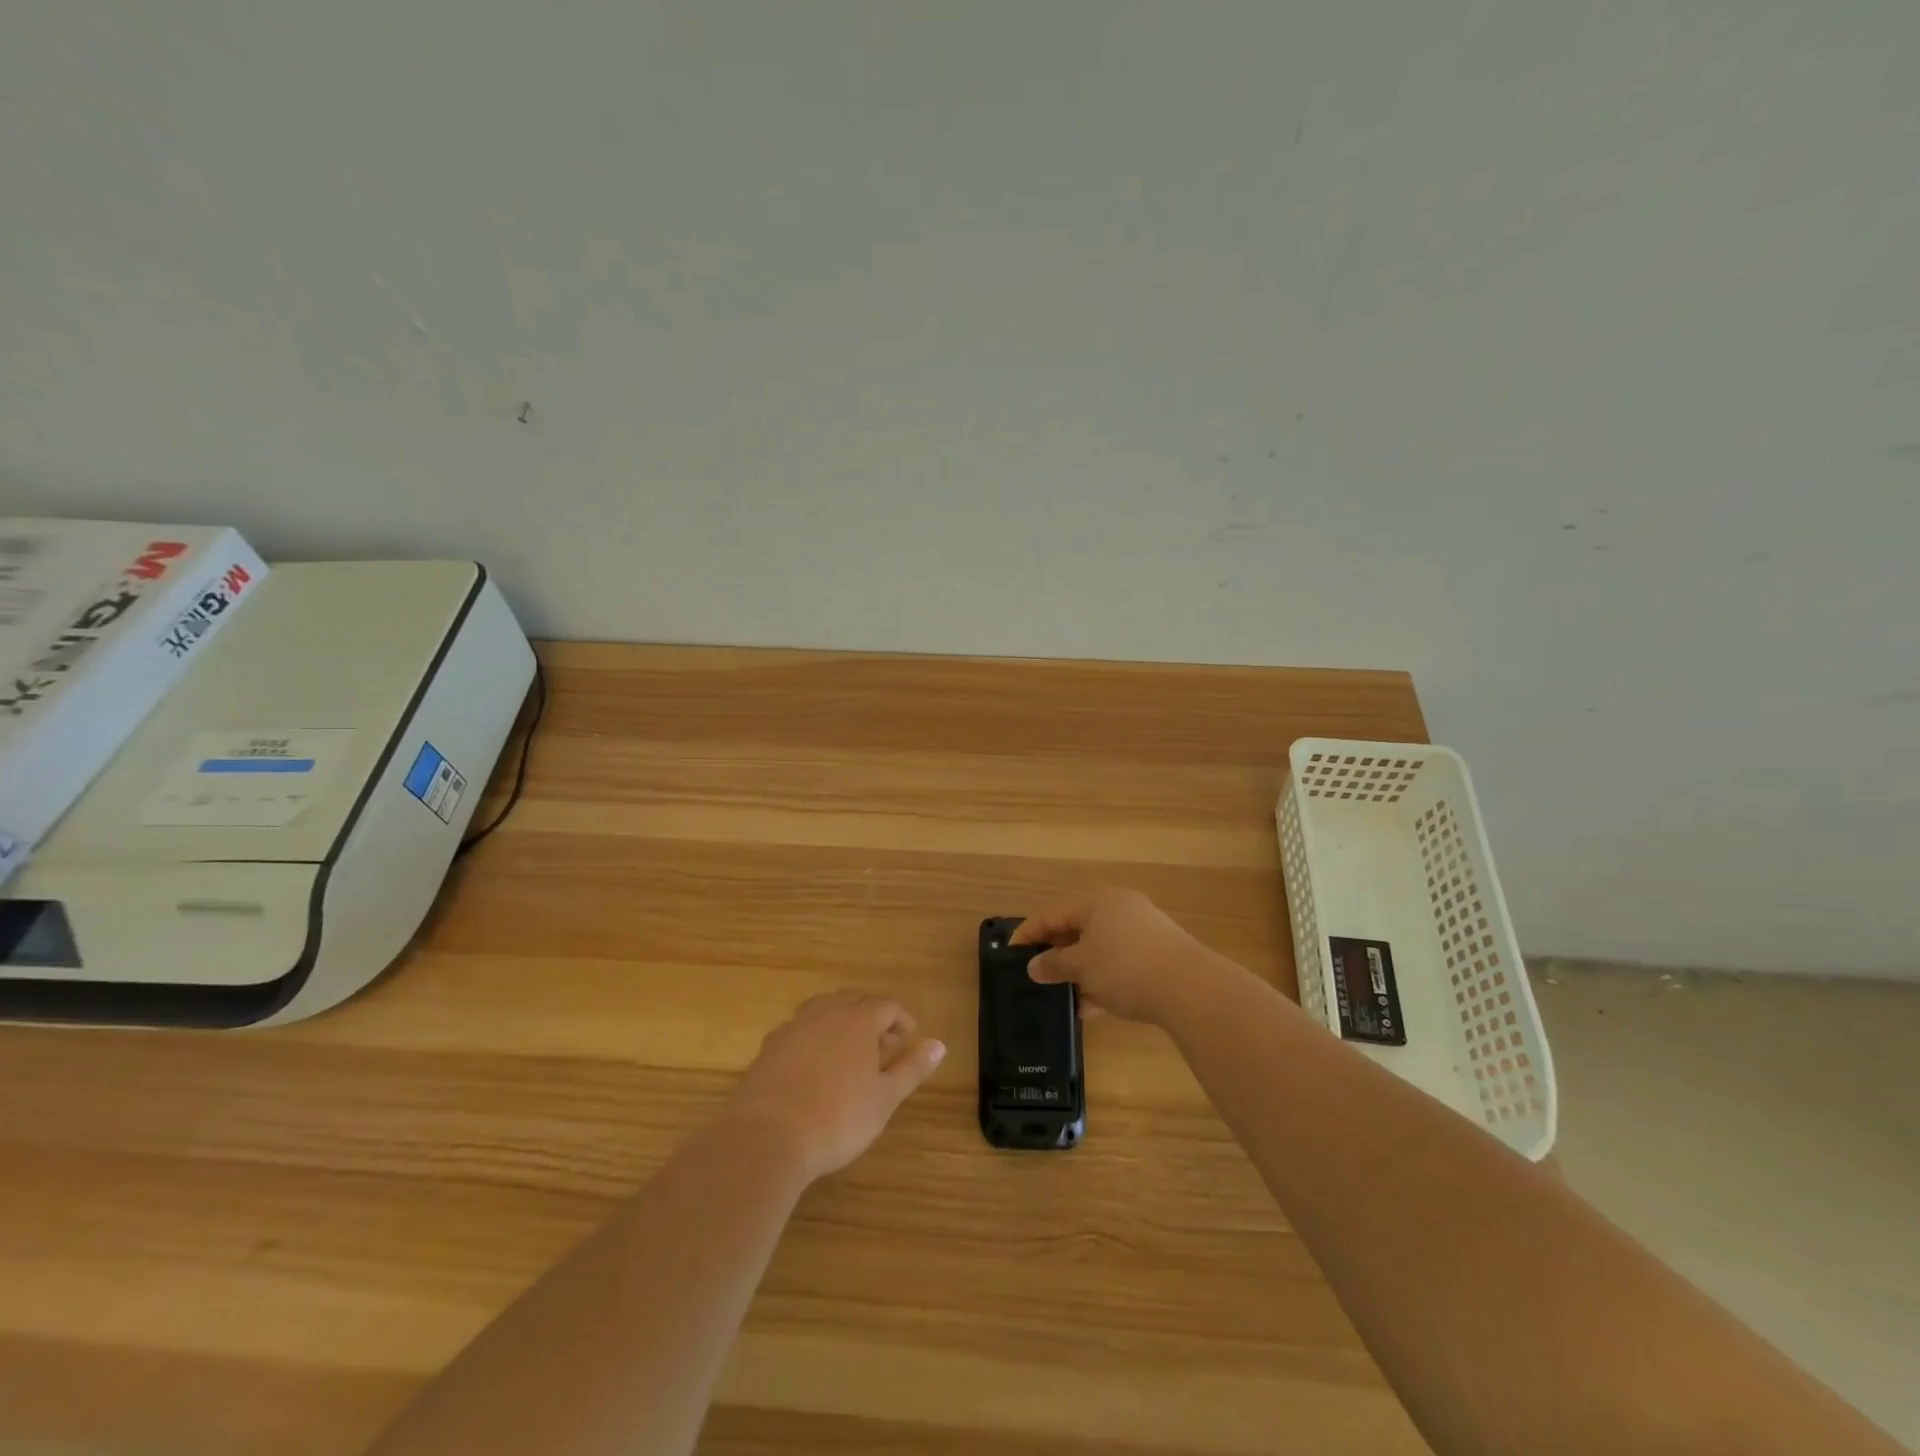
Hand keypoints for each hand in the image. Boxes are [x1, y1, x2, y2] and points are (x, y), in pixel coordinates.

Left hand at [727, 990, 944, 1183]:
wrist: (767, 1137)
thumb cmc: (838, 1118)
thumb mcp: (884, 1099)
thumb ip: (911, 1068)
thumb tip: (939, 1044)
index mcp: (858, 1020)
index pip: (887, 1005)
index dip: (901, 1019)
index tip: (908, 1039)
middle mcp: (826, 1013)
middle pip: (854, 999)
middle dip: (872, 1015)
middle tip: (883, 1044)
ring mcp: (794, 1026)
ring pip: (823, 1008)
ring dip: (841, 1020)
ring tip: (849, 1049)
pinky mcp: (770, 1046)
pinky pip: (798, 1028)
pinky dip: (813, 1036)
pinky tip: (813, 1063)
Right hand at [1010, 887, 1242, 1024]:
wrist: (1191, 989)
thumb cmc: (1126, 968)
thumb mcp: (1082, 967)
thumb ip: (1054, 964)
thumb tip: (1034, 966)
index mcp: (1097, 901)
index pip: (1052, 914)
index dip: (1029, 934)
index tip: (1010, 953)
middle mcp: (1119, 908)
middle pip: (1077, 928)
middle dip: (1057, 954)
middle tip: (1038, 974)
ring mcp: (1142, 930)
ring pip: (1100, 948)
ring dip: (1081, 971)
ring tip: (1064, 997)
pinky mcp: (1159, 954)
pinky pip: (1120, 962)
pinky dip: (1103, 980)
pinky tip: (1093, 1007)